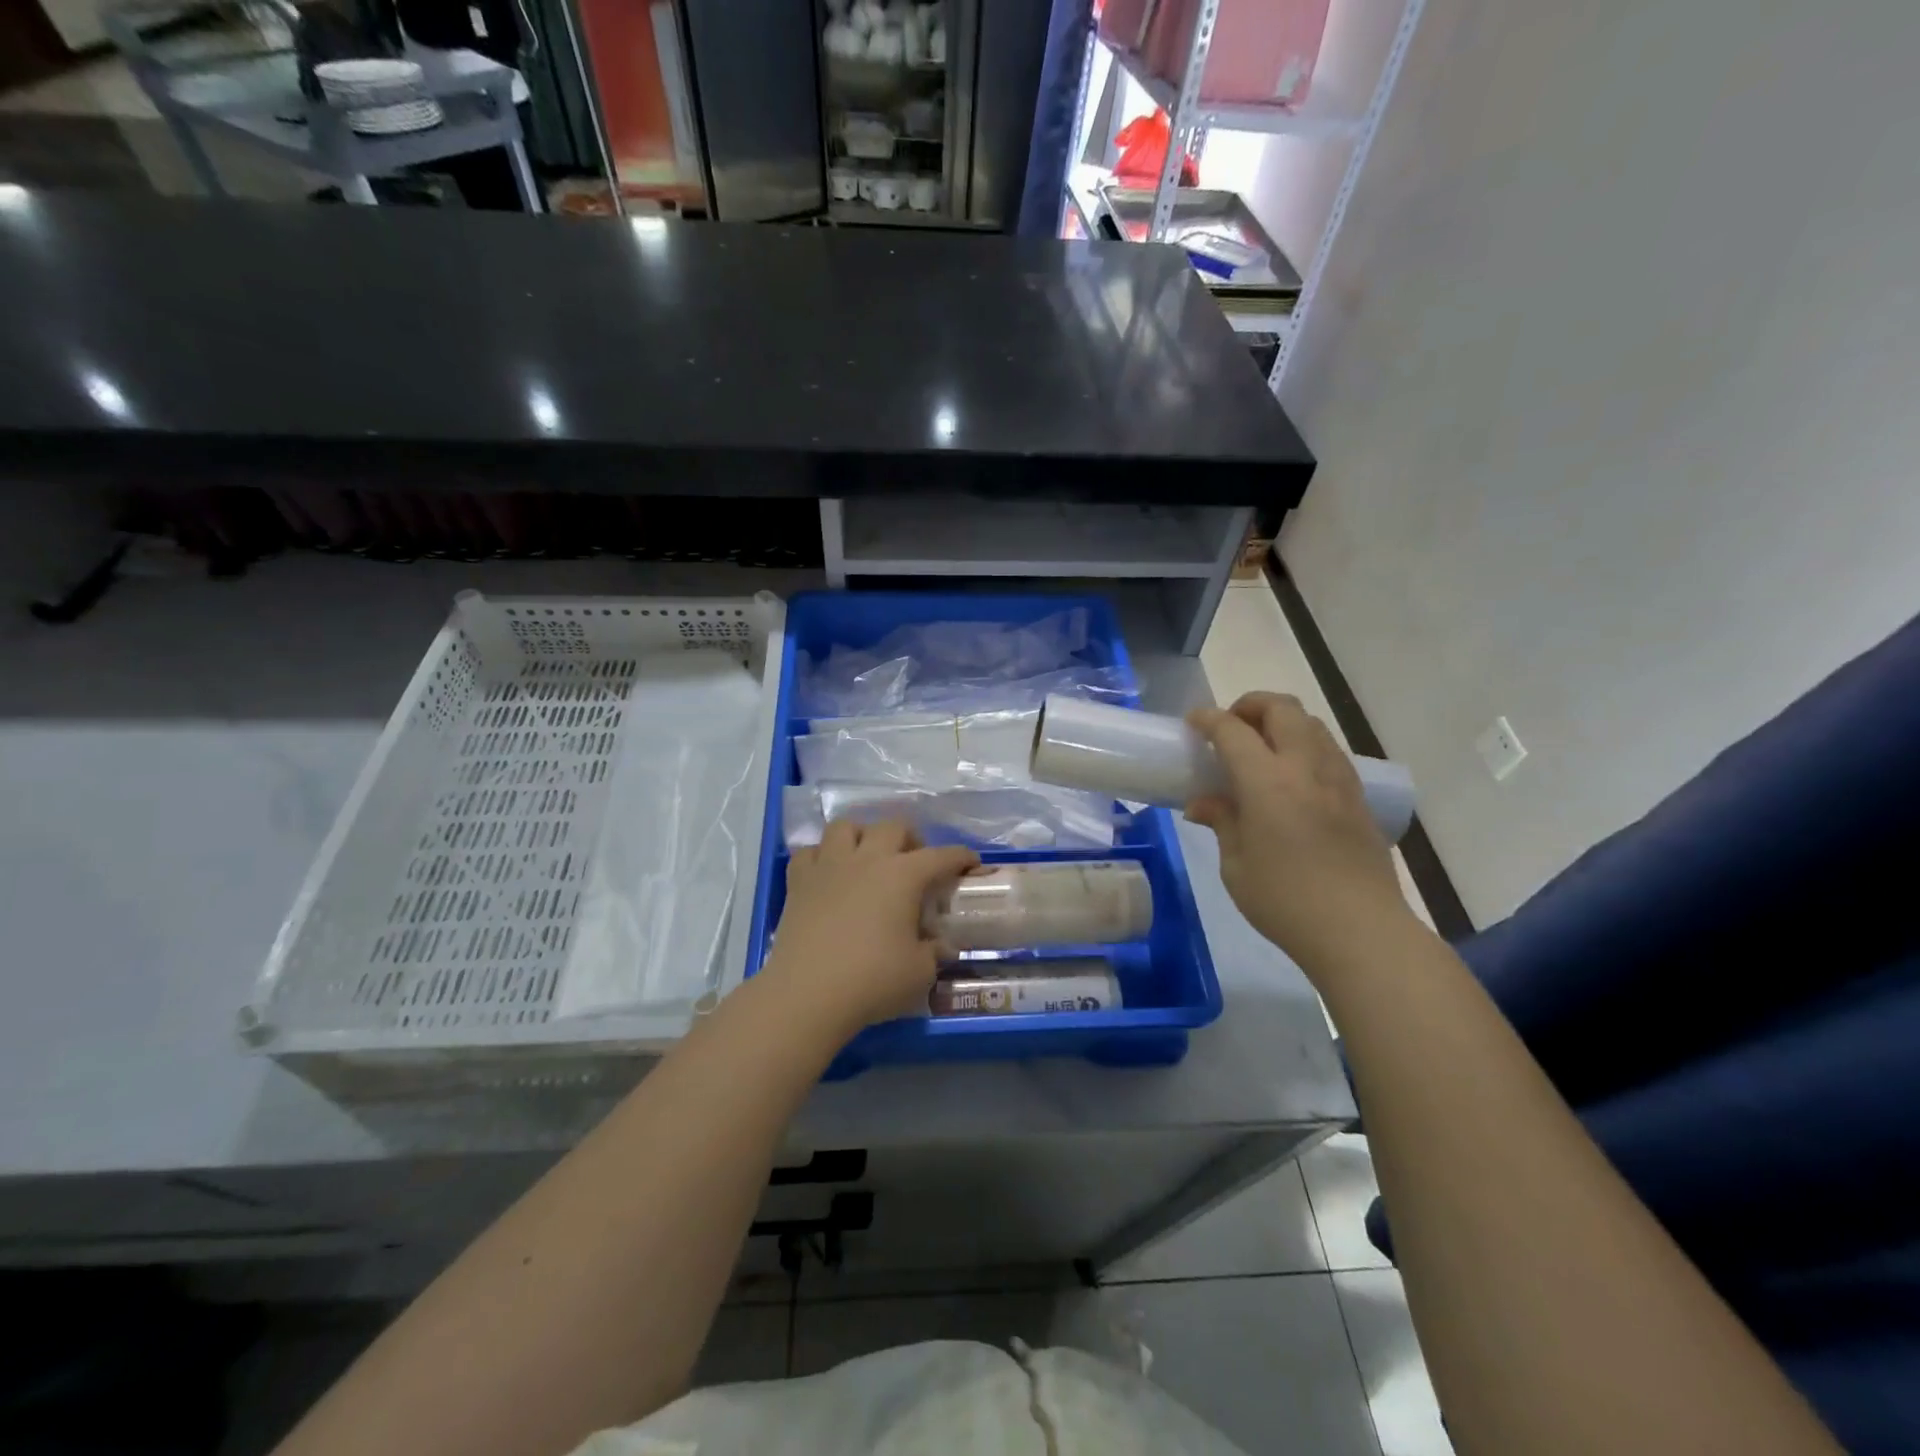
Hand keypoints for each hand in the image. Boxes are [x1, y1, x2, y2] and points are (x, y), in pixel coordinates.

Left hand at [765, 819, 977, 1035]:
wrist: (807, 993)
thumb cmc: (872, 980)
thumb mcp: (920, 972)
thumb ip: (934, 952)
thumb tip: (940, 946)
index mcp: (903, 875)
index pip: (942, 855)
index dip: (961, 857)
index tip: (972, 863)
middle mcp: (868, 859)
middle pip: (893, 826)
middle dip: (910, 838)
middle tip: (914, 863)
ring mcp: (829, 866)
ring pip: (846, 827)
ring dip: (861, 836)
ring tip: (867, 859)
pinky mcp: (798, 882)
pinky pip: (809, 852)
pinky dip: (821, 857)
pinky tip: (828, 875)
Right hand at [1186, 693, 1409, 974]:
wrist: (1360, 930)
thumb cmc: (1285, 901)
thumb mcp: (1236, 866)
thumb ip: (1222, 822)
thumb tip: (1202, 803)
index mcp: (1267, 782)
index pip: (1233, 731)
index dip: (1208, 719)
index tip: (1193, 723)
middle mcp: (1306, 767)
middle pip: (1281, 709)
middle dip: (1250, 706)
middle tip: (1229, 728)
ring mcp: (1338, 779)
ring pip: (1311, 723)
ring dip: (1280, 721)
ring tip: (1260, 748)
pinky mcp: (1357, 796)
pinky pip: (1328, 749)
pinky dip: (1304, 744)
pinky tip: (1291, 775)